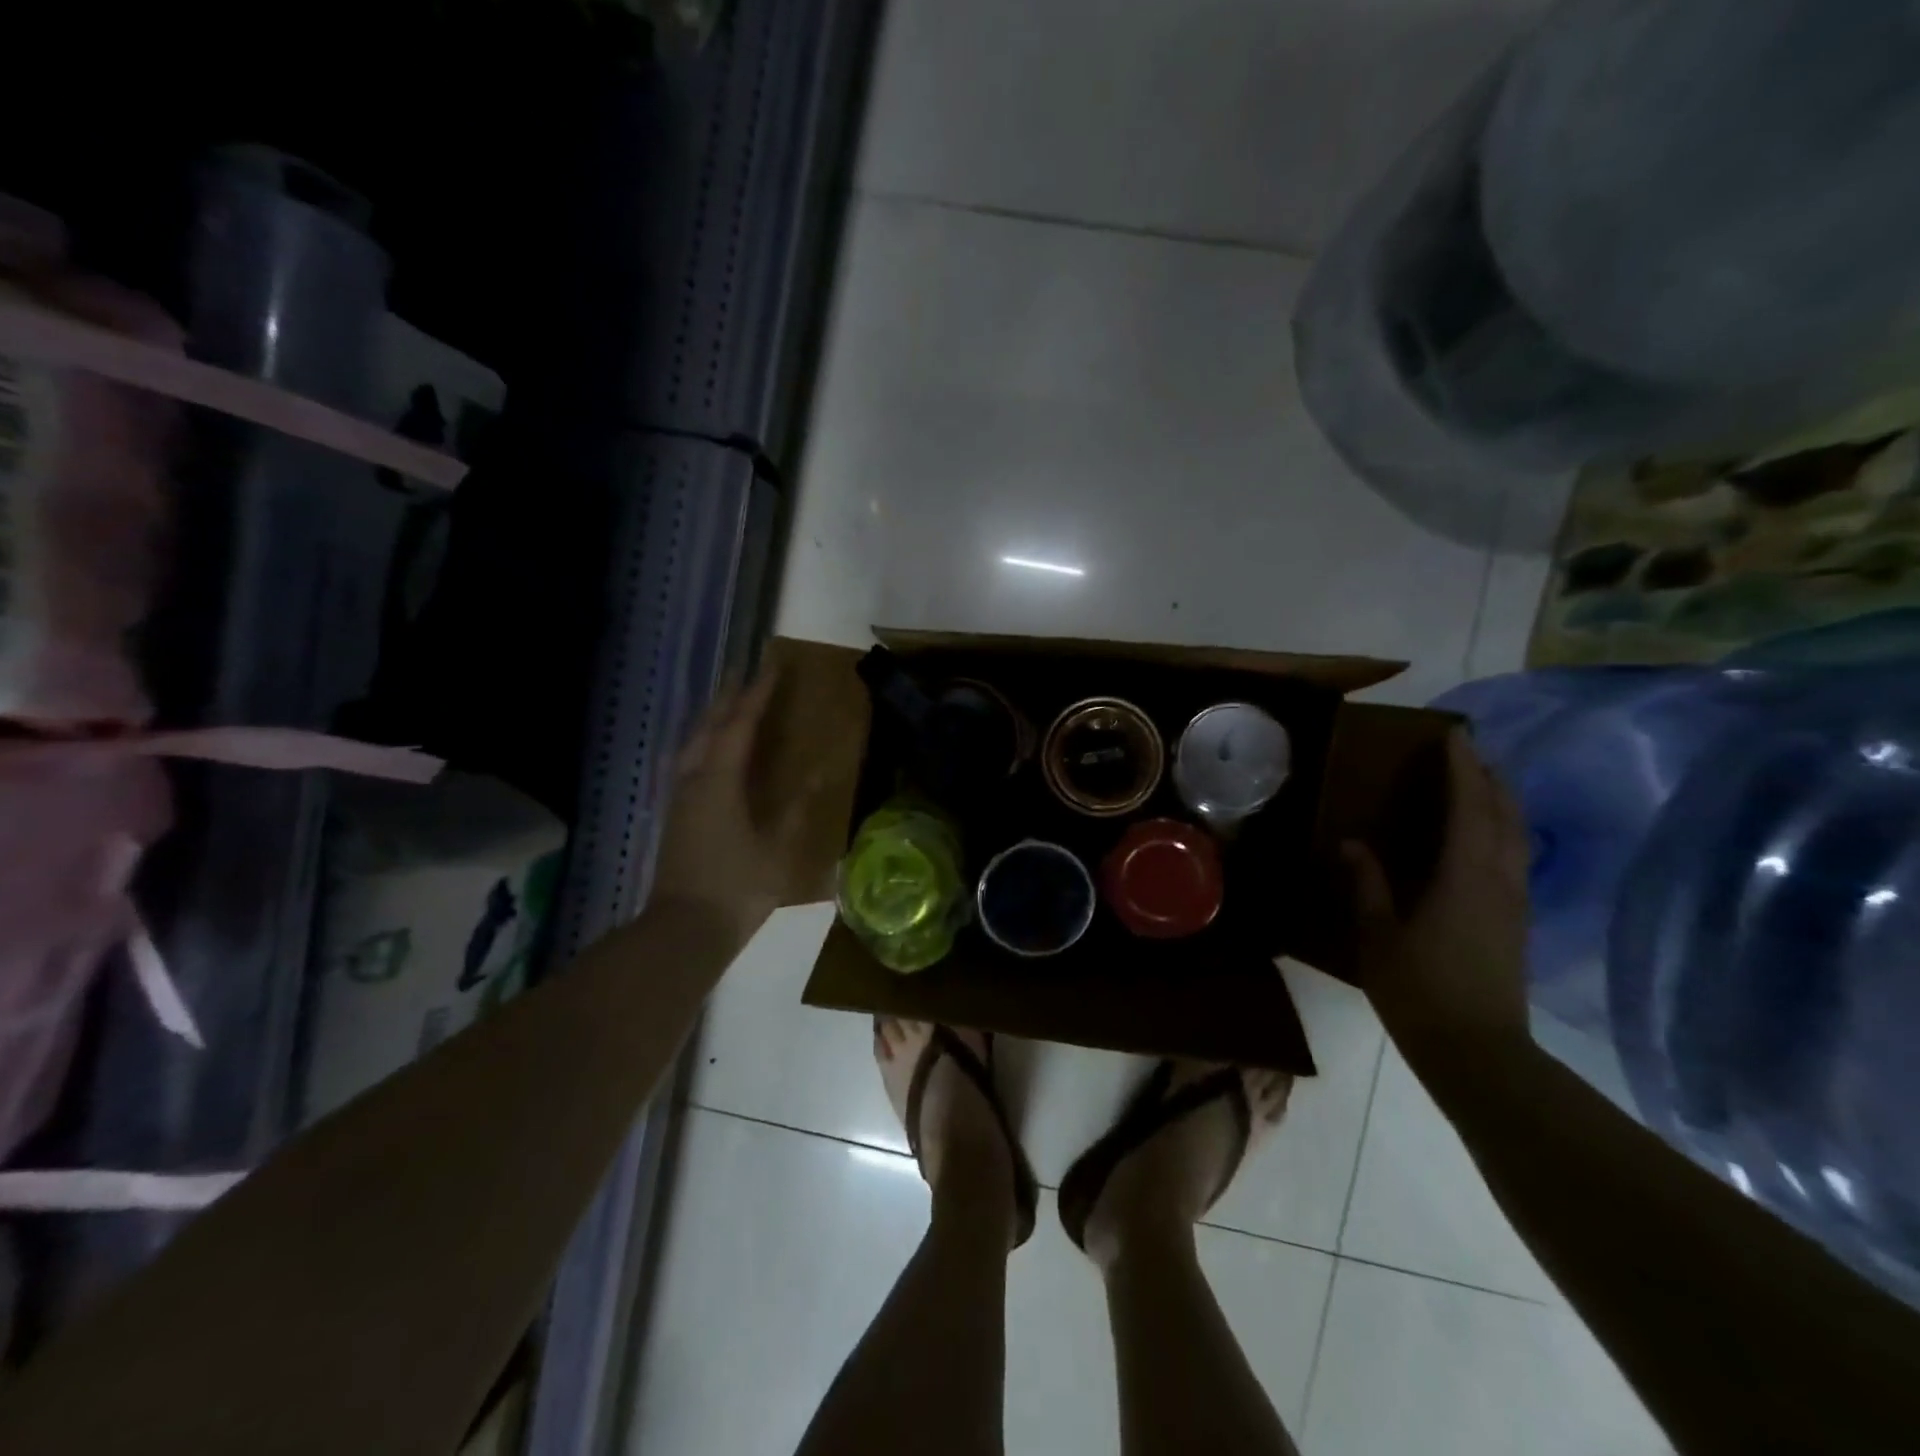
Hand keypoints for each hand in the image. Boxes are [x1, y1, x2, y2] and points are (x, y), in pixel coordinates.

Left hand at [653, 668, 819, 941]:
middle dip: (728, 698)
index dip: (758, 695)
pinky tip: (715, 754)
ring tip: (731, 707)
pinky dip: (705, 743)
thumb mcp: (777, 850)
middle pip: (709, 726)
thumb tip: (815, 778)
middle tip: (747, 676)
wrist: (684, 930)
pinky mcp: (676, 815)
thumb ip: (795, 811)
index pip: (740, 724)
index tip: (772, 667)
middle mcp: (694, 779)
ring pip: (694, 743)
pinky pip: (690, 761)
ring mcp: (680, 798)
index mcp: (719, 781)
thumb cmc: (736, 887)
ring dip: (712, 719)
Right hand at [1342, 729, 1530, 1071]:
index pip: (1467, 807)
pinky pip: (1517, 857)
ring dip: (1502, 802)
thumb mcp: (1378, 935)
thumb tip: (1353, 843)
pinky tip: (1487, 837)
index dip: (1461, 769)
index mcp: (1464, 876)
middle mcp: (1499, 879)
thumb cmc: (1419, 990)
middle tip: (1468, 752)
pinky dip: (1504, 830)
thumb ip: (1368, 885)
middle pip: (1504, 814)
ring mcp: (1515, 901)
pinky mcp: (1518, 921)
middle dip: (1489, 777)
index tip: (1453, 735)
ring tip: (1481, 783)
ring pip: (1518, 835)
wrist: (1478, 1052)